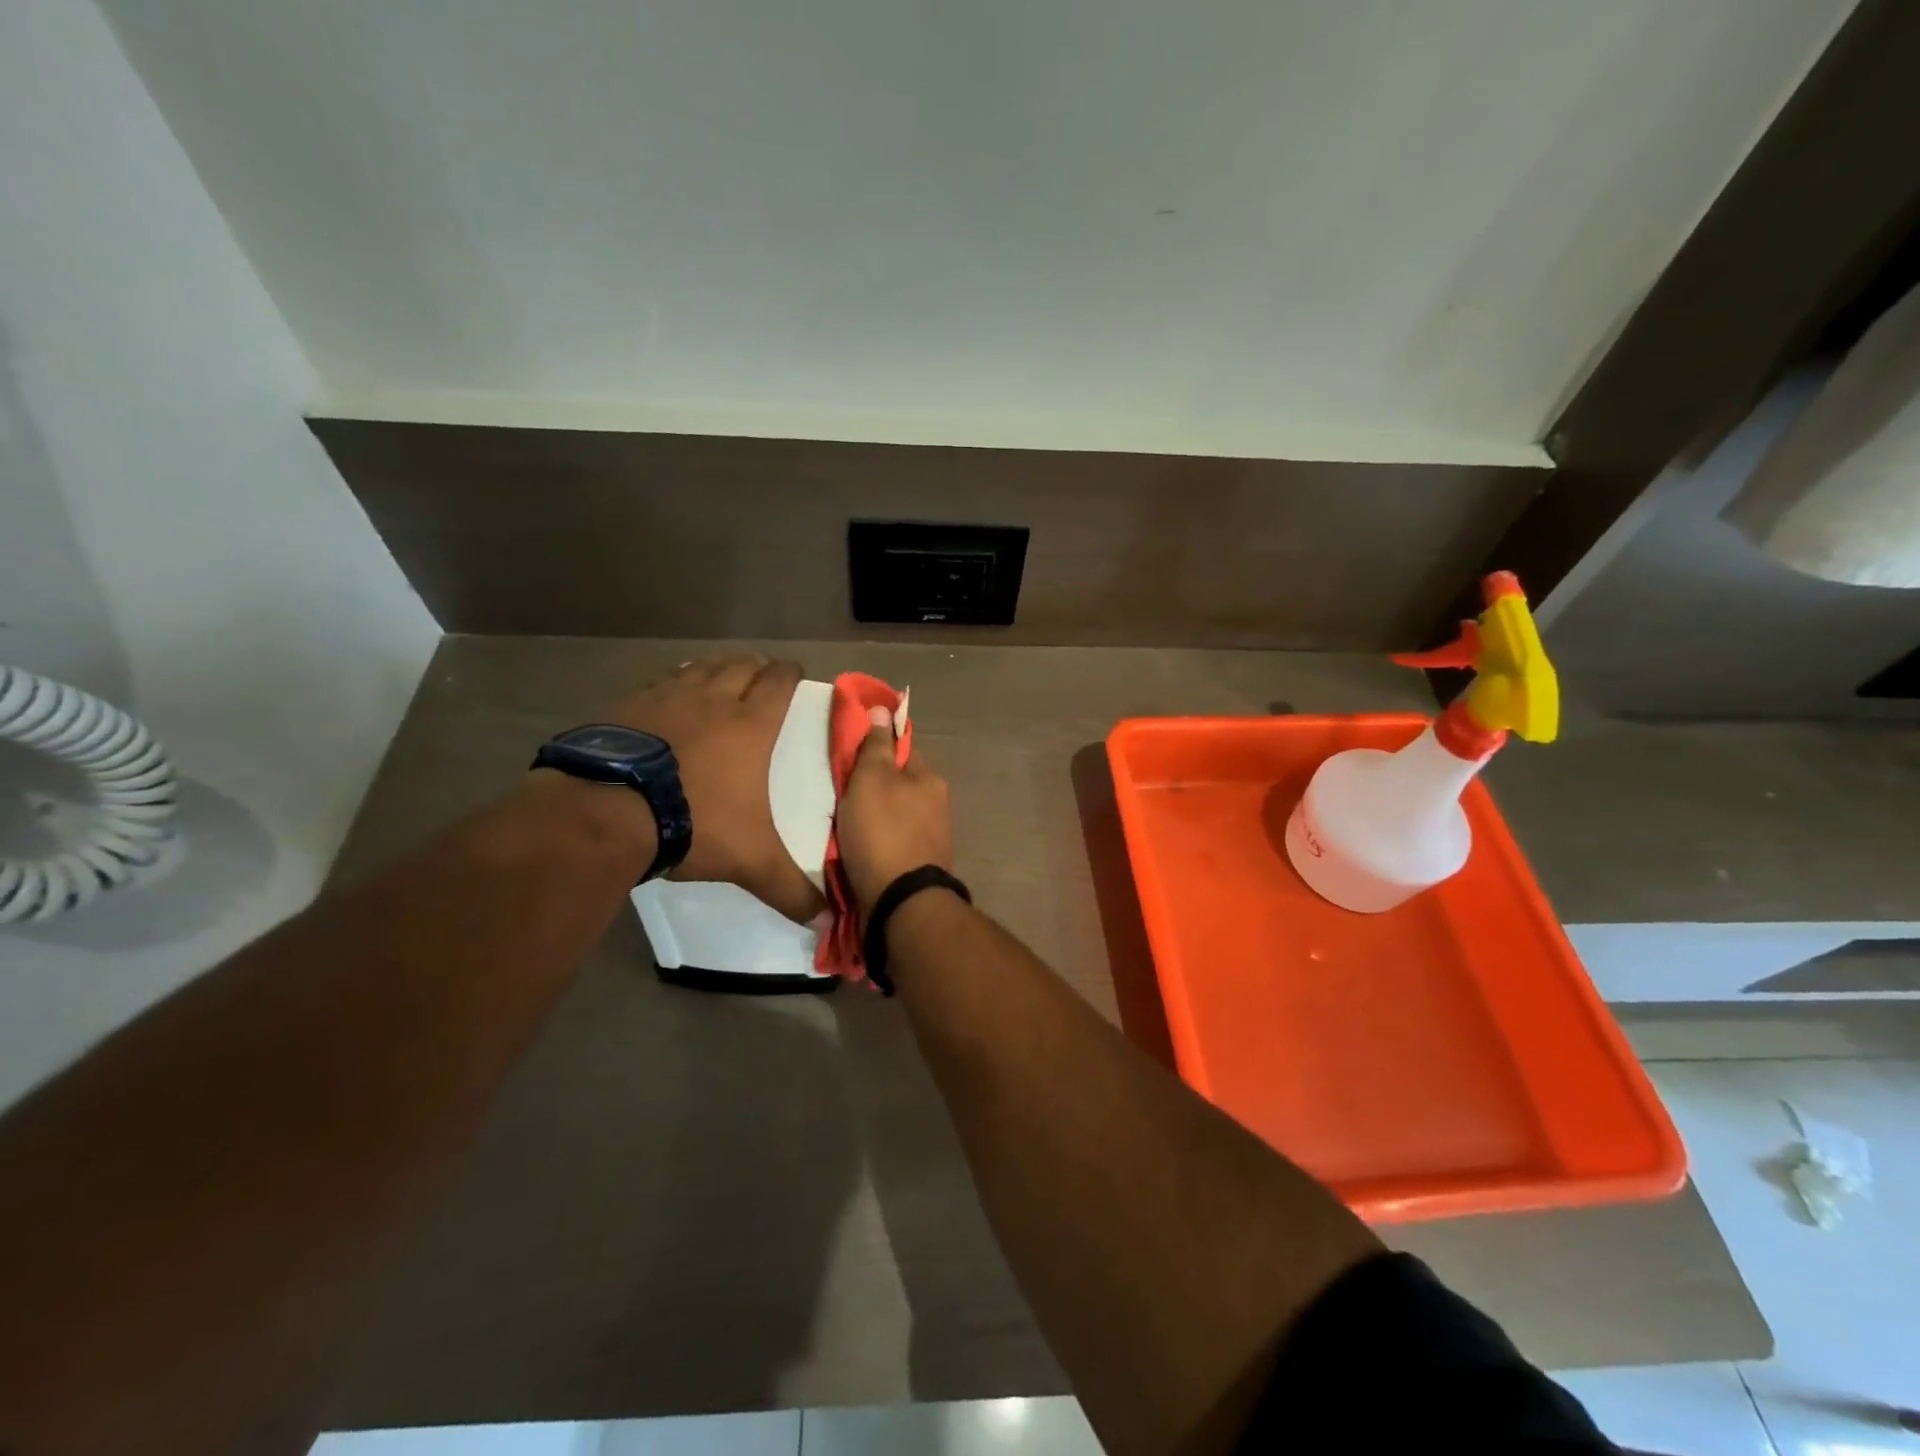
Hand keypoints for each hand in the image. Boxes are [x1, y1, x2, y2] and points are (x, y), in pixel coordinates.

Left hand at [607, 655, 825, 923]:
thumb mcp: (750, 862)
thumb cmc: (694, 823)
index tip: (795, 673)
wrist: (607, 811)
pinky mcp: (629, 706)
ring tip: (721, 677)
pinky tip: (670, 694)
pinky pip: (661, 682)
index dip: (790, 674)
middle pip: (741, 667)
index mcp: (751, 726)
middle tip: (762, 676)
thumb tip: (827, 922)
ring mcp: (668, 698)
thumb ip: (789, 890)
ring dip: (717, 669)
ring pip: (701, 668)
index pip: (778, 683)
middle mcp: (713, 701)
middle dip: (756, 667)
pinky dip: (675, 682)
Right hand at [837, 706, 953, 913]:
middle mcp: (937, 805)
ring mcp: (930, 838)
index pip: (901, 747)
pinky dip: (874, 841)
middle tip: (839, 790)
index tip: (849, 749)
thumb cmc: (883, 832)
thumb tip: (883, 708)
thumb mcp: (871, 779)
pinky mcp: (918, 866)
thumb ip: (876, 745)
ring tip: (841, 822)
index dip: (875, 743)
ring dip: (872, 815)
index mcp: (930, 779)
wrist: (900, 903)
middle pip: (898, 783)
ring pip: (894, 814)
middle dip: (871, 784)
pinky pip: (891, 842)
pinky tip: (855, 848)